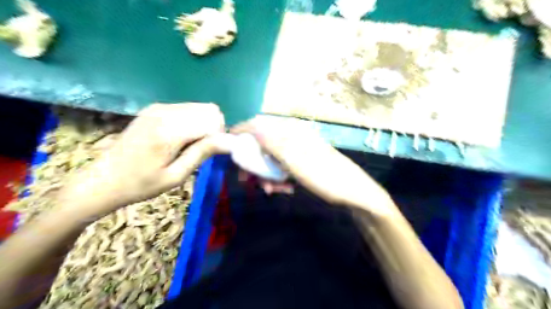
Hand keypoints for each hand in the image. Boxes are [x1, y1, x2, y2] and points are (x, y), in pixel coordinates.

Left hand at [60, 103, 230, 217]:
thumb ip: (202, 153)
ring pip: (200, 107)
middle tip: (201, 148)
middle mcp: (164, 112)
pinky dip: (192, 121)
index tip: (209, 152)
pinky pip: (188, 108)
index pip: (213, 120)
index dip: (219, 136)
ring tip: (190, 144)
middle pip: (209, 109)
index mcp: (168, 131)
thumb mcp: (176, 176)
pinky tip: (181, 137)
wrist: (104, 178)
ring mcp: (159, 107)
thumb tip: (229, 141)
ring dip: (203, 124)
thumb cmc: (142, 184)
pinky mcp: (155, 108)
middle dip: (213, 128)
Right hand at [230, 116, 396, 216]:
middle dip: (255, 164)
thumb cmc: (324, 176)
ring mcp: (298, 151)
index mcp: (291, 132)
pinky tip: (285, 189)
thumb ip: (273, 143)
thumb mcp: (295, 160)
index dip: (242, 133)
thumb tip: (252, 126)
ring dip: (268, 175)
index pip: (260, 125)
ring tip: (273, 190)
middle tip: (248, 181)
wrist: (353, 192)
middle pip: (264, 145)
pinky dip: (279, 178)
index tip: (227, 146)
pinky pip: (283, 168)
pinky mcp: (302, 162)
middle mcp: (293, 138)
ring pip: (272, 159)